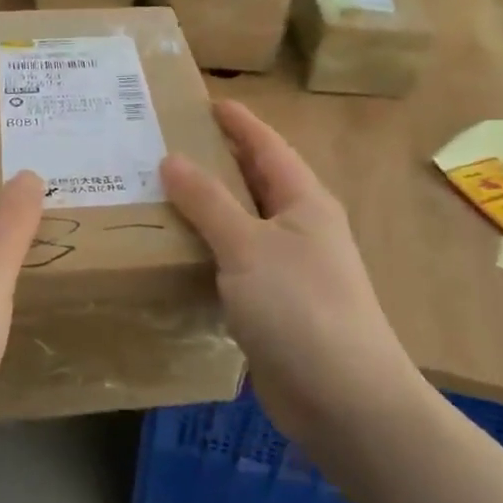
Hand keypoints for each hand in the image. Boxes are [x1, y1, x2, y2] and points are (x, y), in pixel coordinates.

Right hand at [161, 100, 421, 440]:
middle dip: (215, 161)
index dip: (238, 122)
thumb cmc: (301, 308)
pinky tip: (173, 252)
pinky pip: (233, 264)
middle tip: (164, 144)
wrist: (345, 401)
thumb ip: (208, 202)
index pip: (267, 146)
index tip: (204, 101)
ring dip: (205, 209)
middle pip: (253, 182)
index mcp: (304, 201)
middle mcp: (299, 228)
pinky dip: (206, 251)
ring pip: (240, 225)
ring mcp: (288, 269)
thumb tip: (172, 160)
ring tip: (156, 193)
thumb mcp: (248, 246)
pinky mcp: (273, 306)